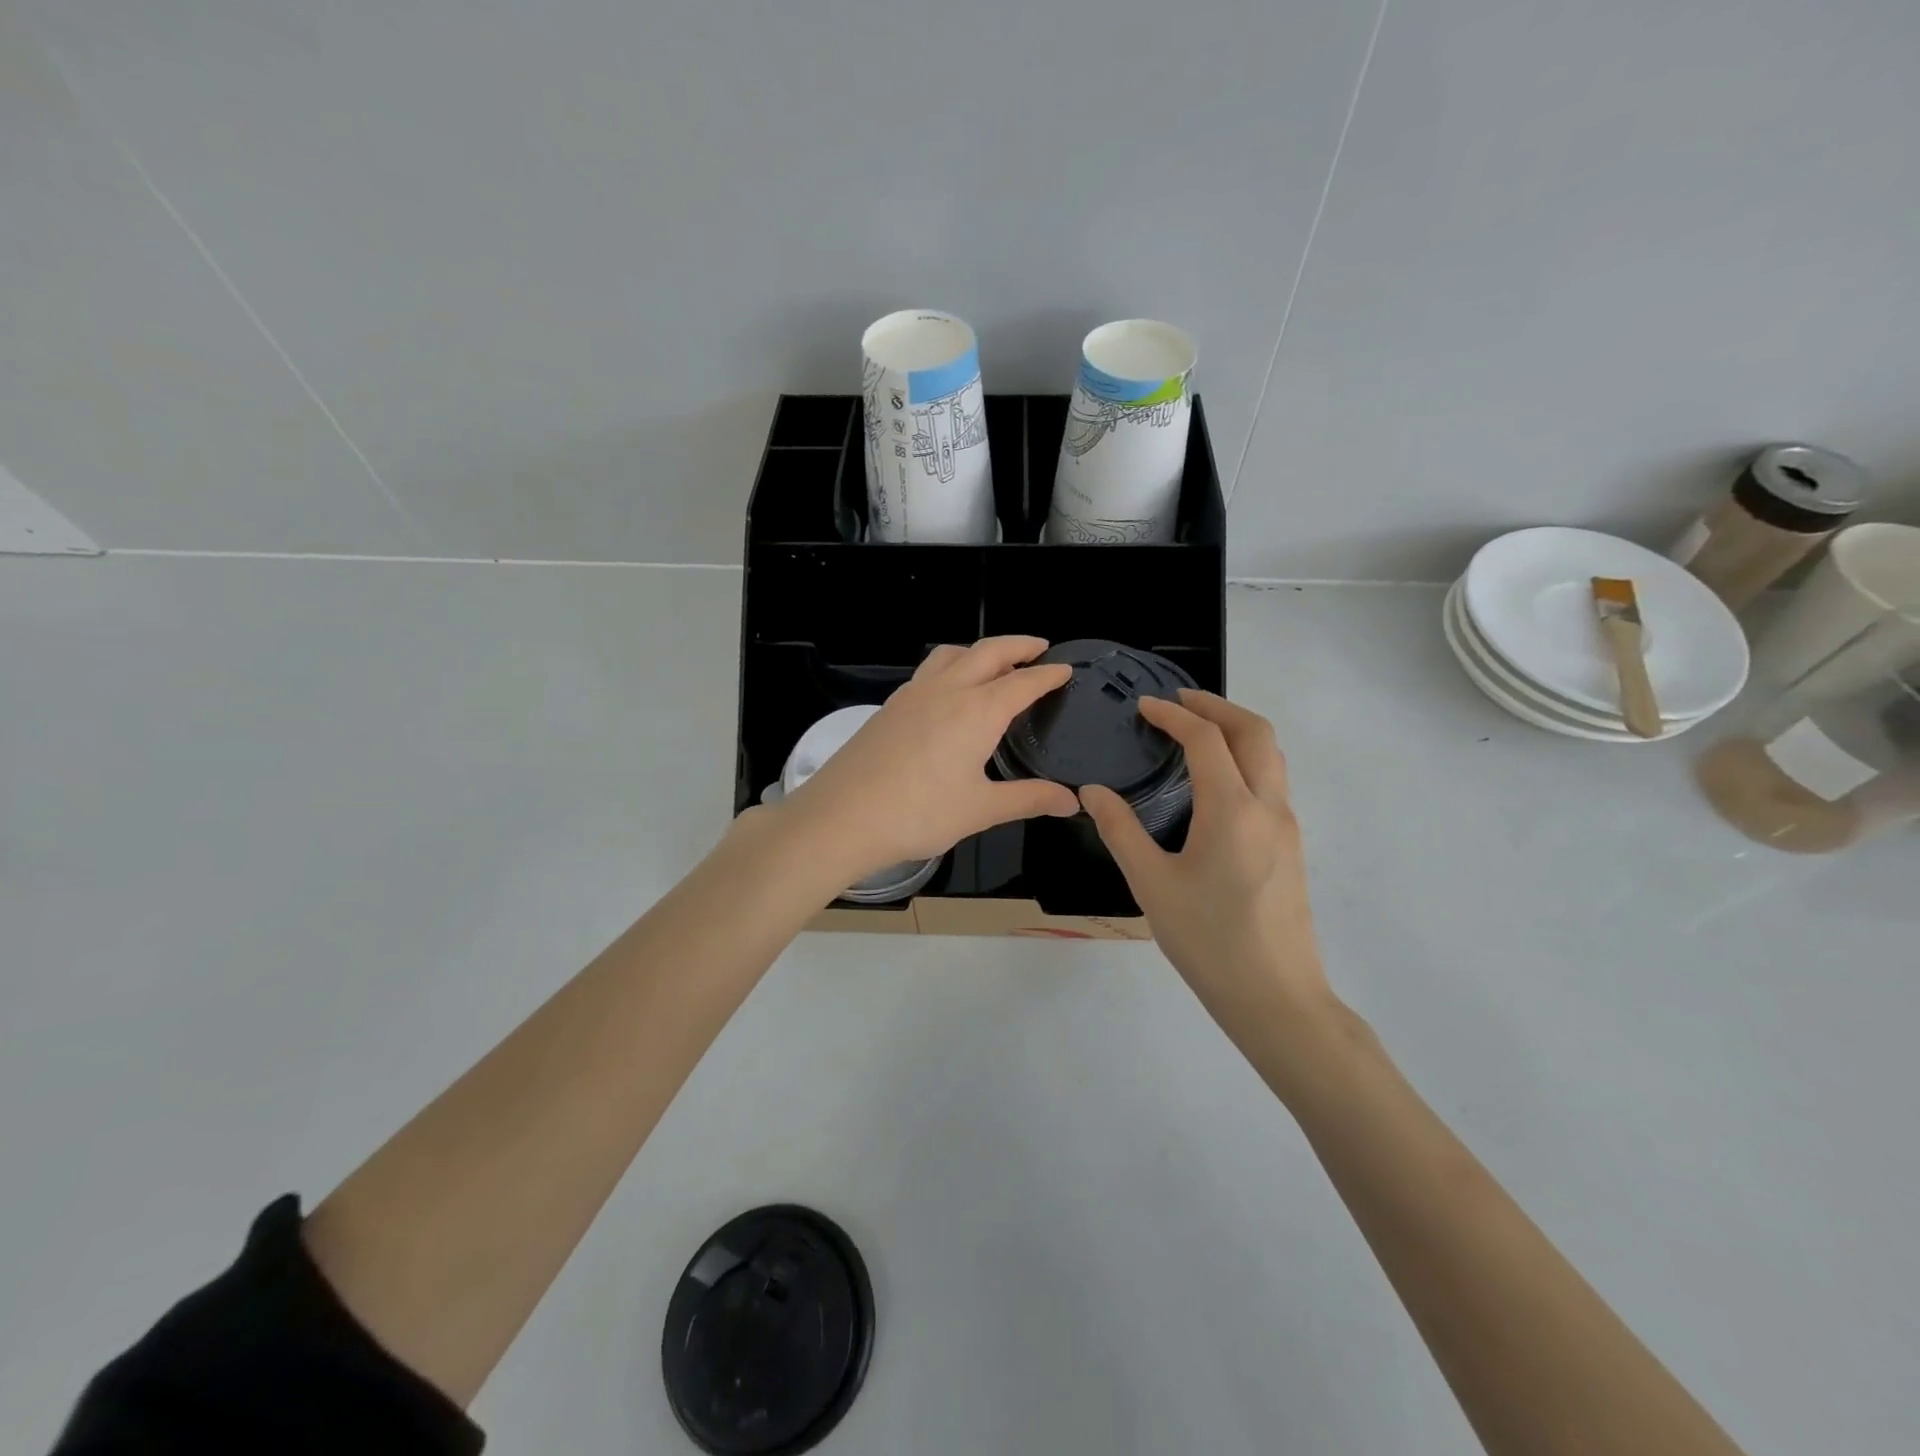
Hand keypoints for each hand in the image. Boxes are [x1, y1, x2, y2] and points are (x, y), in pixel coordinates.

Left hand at [778, 637, 1080, 881]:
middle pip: (988, 652)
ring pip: (951, 654)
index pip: (1023, 682)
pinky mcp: (889, 707)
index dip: (1048, 674)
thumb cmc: (918, 814)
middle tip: (1039, 647)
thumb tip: (1072, 802)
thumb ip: (1029, 799)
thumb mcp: (981, 809)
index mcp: (978, 711)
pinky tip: (947, 691)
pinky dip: (950, 666)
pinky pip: (927, 671)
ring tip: (993, 662)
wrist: (842, 817)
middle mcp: (947, 690)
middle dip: (1018, 645)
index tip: (1066, 669)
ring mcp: (913, 695)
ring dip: (978, 650)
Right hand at [1080, 690, 1332, 1035]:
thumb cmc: (1207, 940)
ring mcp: (1287, 825)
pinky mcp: (1291, 845)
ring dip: (1236, 729)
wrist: (1275, 996)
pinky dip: (1246, 757)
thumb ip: (1120, 830)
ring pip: (1271, 754)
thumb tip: (1092, 792)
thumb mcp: (1151, 885)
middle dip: (1216, 706)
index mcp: (1231, 809)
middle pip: (1254, 731)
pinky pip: (1272, 780)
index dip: (1174, 714)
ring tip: (1198, 730)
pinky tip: (1216, 780)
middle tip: (1178, 701)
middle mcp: (1267, 806)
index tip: (1145, 706)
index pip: (1206, 739)